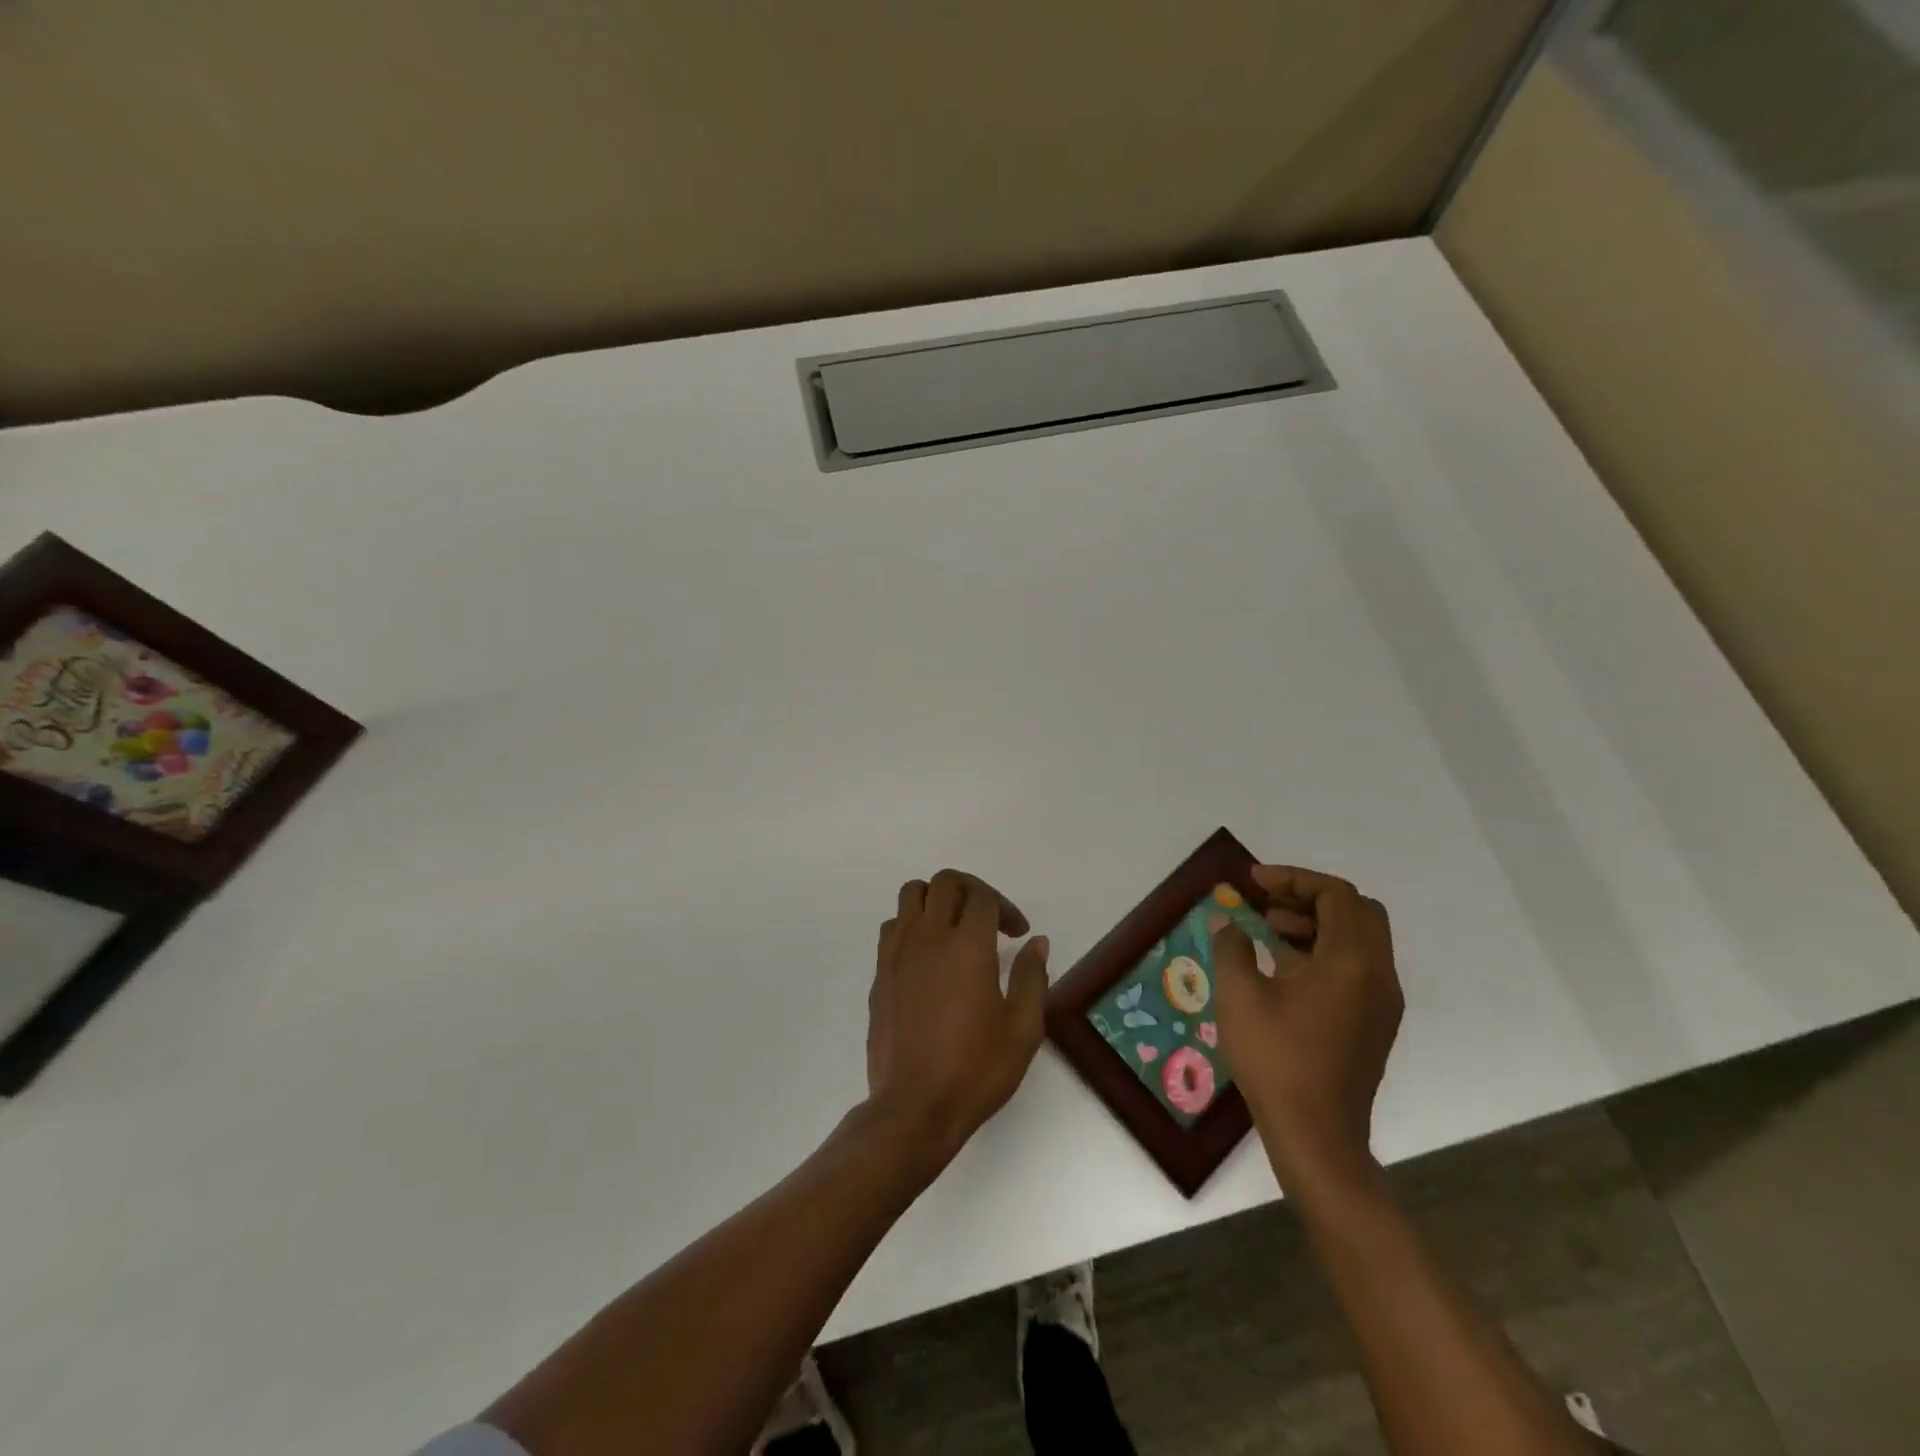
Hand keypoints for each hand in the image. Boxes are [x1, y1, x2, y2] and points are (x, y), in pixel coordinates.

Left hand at [865, 870, 1049, 1165]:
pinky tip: (928, 955)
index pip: (983, 897)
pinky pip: (893, 926)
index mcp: (967, 947)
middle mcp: (929, 937)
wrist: (914, 1107)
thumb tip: (1036, 943)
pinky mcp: (880, 972)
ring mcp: (898, 952)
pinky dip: (913, 924)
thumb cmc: (975, 1070)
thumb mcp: (1022, 1030)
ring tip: (955, 928)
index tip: (1018, 933)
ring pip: (912, 894)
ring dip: (937, 899)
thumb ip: (1032, 978)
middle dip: (972, 891)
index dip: (1006, 908)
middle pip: (945, 882)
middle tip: (990, 920)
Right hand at [1212, 865, 1401, 1187]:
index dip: (1294, 879)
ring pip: (1359, 939)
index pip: (1336, 895)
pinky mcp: (1374, 1023)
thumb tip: (1227, 923)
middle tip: (1268, 902)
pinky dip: (1324, 951)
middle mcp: (1378, 976)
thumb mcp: (1240, 997)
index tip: (1254, 882)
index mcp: (1352, 962)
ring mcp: (1381, 1002)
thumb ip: (1232, 948)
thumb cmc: (1276, 1060)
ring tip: (1268, 930)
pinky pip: (1356, 967)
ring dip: (1316, 923)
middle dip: (1310, 897)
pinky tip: (1283, 967)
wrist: (1317, 1137)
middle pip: (1357, 911)